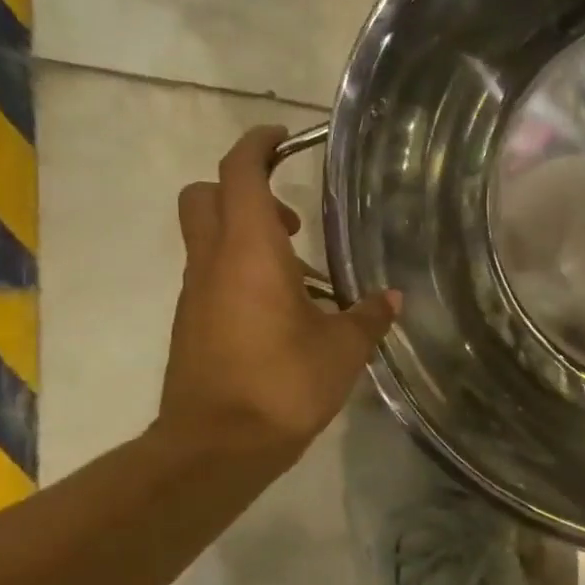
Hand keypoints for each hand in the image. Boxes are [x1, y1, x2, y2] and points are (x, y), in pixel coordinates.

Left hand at [154, 126, 398, 467]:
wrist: (216, 447)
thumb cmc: (282, 383)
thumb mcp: (342, 348)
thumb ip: (368, 315)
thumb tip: (391, 299)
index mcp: (249, 252)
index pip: (240, 174)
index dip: (257, 145)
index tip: (284, 138)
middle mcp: (213, 262)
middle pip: (206, 195)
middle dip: (243, 188)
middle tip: (291, 216)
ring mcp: (197, 294)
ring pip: (207, 237)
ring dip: (246, 234)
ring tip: (301, 271)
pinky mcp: (193, 323)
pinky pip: (213, 275)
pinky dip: (242, 271)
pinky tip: (285, 310)